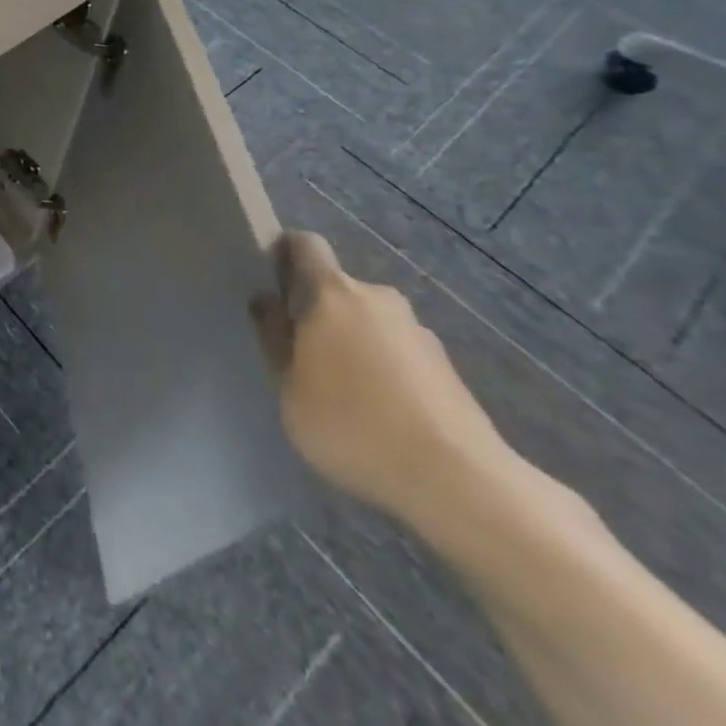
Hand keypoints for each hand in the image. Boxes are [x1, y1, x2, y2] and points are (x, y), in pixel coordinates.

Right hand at [249, 230, 520, 534]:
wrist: (458, 481)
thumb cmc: (352, 424)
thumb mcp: (289, 387)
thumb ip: (274, 338)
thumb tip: (266, 301)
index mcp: (333, 293)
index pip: (306, 245)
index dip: (286, 253)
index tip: (272, 279)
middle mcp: (378, 298)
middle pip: (339, 290)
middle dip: (320, 313)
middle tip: (305, 356)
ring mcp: (419, 332)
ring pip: (371, 324)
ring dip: (355, 344)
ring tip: (345, 394)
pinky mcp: (448, 369)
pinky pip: (401, 355)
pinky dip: (386, 372)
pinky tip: (381, 416)